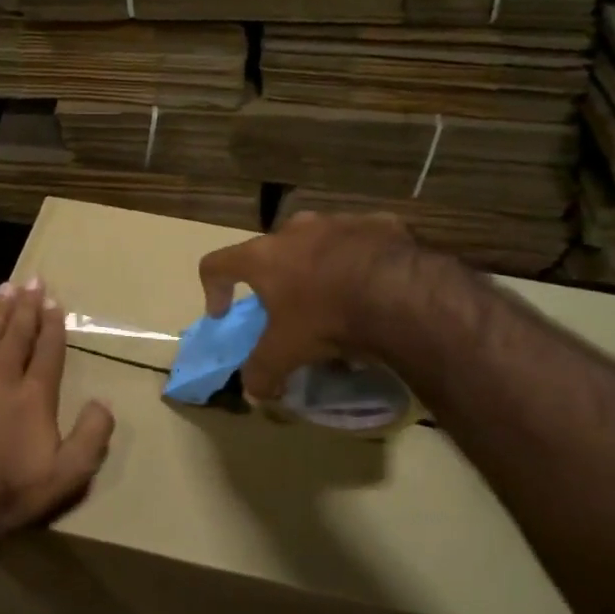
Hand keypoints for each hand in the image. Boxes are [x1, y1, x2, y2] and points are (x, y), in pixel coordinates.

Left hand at [0, 279, 115, 543]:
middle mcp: (0, 377)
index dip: (53, 325)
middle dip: (28, 306)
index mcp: (34, 395)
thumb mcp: (68, 475)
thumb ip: (92, 435)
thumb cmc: (9, 493)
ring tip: (6, 287)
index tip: (55, 302)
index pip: (48, 351)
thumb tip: (104, 401)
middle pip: (18, 334)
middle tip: (34, 280)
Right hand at [199, 210, 424, 398]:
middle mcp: (296, 230)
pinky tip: (376, 289)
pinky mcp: (380, 224)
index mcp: (264, 256)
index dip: (213, 289)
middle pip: (272, 251)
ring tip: (338, 299)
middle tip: (290, 308)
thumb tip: (253, 391)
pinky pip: (362, 243)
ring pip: (319, 243)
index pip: (216, 264)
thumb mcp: (287, 352)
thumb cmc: (327, 318)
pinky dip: (361, 263)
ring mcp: (339, 222)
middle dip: (276, 278)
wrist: (401, 293)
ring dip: (320, 267)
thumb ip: (262, 370)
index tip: (224, 314)